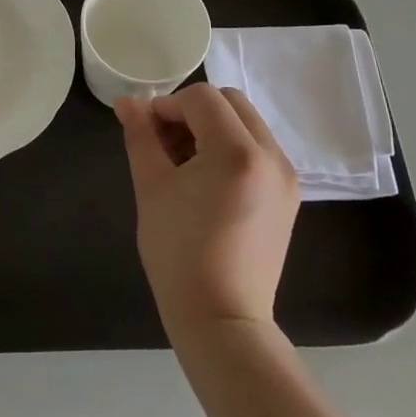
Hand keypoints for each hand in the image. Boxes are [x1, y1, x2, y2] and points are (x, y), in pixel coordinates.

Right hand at [116, 84, 299, 342]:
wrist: (222, 319)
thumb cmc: (178, 254)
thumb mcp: (151, 188)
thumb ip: (140, 136)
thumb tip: (126, 101)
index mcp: (237, 151)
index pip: (202, 97)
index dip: (168, 105)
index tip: (147, 131)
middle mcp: (271, 155)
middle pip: (230, 102)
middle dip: (193, 111)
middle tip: (165, 143)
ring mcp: (286, 175)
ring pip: (246, 123)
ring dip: (213, 127)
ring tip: (184, 164)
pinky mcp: (289, 194)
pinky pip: (258, 149)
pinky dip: (232, 148)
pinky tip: (207, 181)